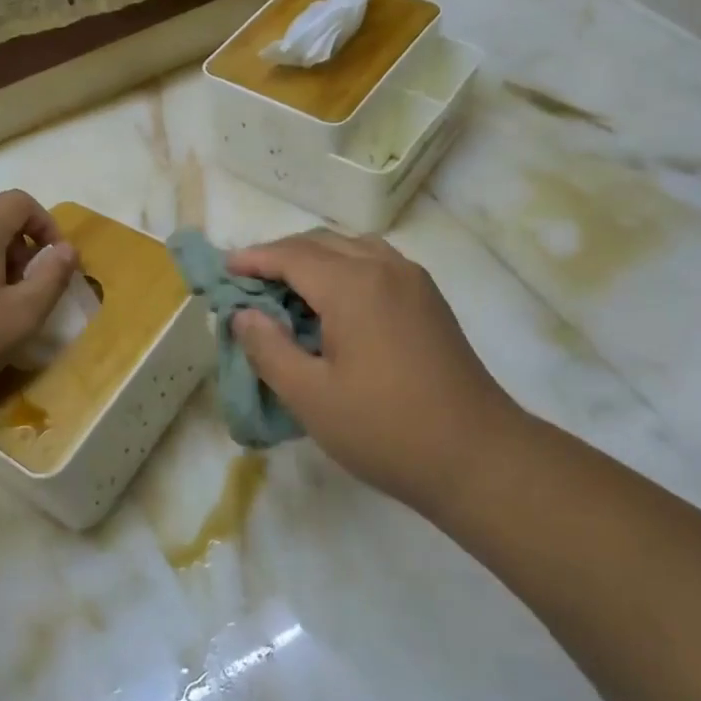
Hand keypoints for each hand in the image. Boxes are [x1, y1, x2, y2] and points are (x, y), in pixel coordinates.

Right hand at [227, 232, 527, 514]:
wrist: (477, 457)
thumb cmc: (385, 429)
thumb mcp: (310, 396)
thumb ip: (268, 348)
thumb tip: (243, 315)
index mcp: (353, 285)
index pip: (291, 256)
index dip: (253, 259)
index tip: (223, 270)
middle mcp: (385, 268)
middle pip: (321, 243)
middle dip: (280, 256)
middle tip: (249, 283)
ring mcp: (414, 282)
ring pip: (352, 249)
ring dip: (315, 259)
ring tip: (288, 291)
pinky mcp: (429, 301)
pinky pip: (377, 264)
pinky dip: (345, 269)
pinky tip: (334, 304)